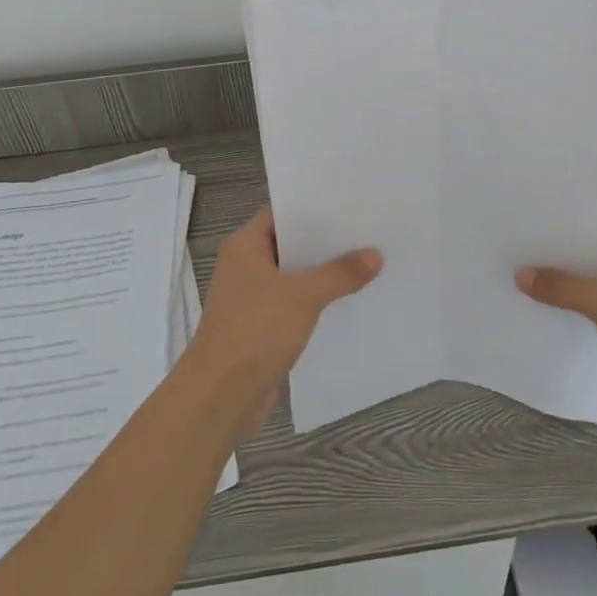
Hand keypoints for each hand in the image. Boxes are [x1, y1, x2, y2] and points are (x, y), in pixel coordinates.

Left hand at [191, 207, 382, 424]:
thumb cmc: (255, 330)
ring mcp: (252, 298)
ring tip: (367, 261)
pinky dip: (316, 302)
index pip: (280, 213)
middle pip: (290, 245)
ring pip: (294, 277)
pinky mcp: (261, 327)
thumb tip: (375, 255)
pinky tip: (348, 300)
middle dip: (325, 241)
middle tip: (367, 229)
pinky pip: (294, 305)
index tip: (348, 201)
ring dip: (323, 274)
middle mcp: (245, 266)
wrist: (221, 395)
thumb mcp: (303, 296)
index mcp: (245, 246)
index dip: (312, 206)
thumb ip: (339, 274)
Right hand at [515, 229, 596, 410]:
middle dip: (559, 257)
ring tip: (527, 280)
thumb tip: (519, 274)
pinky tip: (559, 311)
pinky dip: (587, 306)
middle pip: (592, 252)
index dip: (558, 225)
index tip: (523, 225)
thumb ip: (562, 288)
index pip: (590, 223)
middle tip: (515, 252)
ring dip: (572, 284)